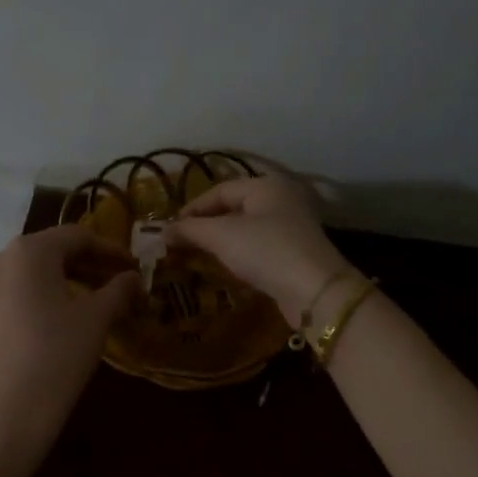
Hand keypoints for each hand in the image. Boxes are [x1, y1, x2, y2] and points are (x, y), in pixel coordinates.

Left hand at [0, 225, 141, 476]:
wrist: (7, 412)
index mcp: (28, 251)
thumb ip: (118, 290)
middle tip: (114, 284)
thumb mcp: (97, 319)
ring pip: (28, 275)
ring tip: (86, 303)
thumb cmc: (58, 354)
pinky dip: (36, 300)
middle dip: (85, 265)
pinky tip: (53, 323)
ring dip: (60, 282)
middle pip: (49, 253)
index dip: (110, 250)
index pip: (77, 237)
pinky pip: (10, 296)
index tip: (132, 267)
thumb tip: (133, 278)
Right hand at [167, 175, 353, 326]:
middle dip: (205, 226)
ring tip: (198, 256)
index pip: (219, 190)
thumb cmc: (265, 251)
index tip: (170, 230)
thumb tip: (163, 230)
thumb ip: (190, 229)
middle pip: (234, 208)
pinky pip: (259, 246)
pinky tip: (226, 266)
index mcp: (266, 186)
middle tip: (181, 243)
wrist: (314, 290)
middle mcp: (282, 199)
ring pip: (246, 228)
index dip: (192, 209)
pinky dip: (239, 253)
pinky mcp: (295, 252)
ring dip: (221, 241)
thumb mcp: (221, 236)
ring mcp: (292, 226)